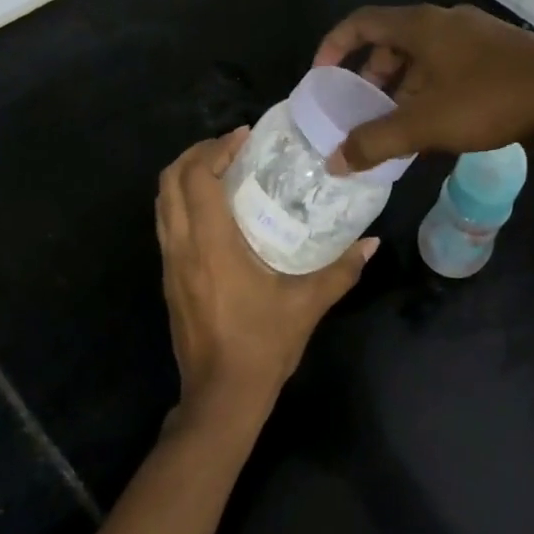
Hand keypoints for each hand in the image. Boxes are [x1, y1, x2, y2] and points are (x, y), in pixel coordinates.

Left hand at [155, 130, 376, 437]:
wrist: (220, 396)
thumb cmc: (262, 345)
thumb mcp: (307, 305)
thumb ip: (341, 270)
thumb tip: (372, 243)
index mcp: (210, 244)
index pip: (197, 177)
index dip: (216, 148)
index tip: (244, 137)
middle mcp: (182, 246)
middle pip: (169, 181)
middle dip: (195, 154)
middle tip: (230, 148)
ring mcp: (169, 263)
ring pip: (162, 203)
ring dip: (184, 177)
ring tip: (220, 170)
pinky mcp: (169, 278)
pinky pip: (166, 224)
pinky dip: (183, 202)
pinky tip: (214, 211)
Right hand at [312, 4, 533, 173]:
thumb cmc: (489, 99)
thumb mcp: (425, 124)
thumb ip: (376, 142)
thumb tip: (334, 161)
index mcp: (420, 26)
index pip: (361, 22)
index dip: (334, 45)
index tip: (321, 75)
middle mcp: (444, 20)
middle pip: (391, 39)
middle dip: (369, 72)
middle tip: (361, 105)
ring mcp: (474, 32)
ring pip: (422, 53)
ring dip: (401, 83)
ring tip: (397, 119)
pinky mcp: (497, 49)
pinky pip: (447, 61)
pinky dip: (429, 84)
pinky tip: (438, 118)